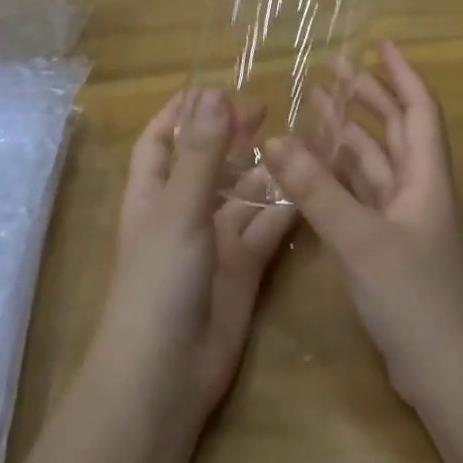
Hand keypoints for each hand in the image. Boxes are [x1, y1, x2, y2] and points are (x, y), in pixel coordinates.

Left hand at [93, 88, 298, 430]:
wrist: (166, 374)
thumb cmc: (158, 283)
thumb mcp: (179, 211)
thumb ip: (201, 155)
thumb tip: (213, 94)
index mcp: (152, 194)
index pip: (159, 141)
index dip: (179, 113)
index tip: (212, 87)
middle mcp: (182, 213)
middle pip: (207, 163)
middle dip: (230, 136)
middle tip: (266, 108)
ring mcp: (214, 242)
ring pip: (243, 195)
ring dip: (264, 170)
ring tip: (297, 139)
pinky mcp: (243, 268)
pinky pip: (267, 230)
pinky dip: (285, 210)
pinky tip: (310, 187)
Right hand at [264, 42, 462, 407]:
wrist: (447, 371)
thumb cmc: (414, 297)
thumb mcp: (360, 240)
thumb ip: (317, 191)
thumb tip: (275, 140)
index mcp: (425, 178)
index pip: (418, 109)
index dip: (400, 73)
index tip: (377, 43)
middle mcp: (419, 191)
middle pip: (395, 130)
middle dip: (368, 96)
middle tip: (333, 69)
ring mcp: (405, 221)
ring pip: (376, 164)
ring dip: (350, 135)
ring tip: (317, 107)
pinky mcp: (390, 247)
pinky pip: (364, 197)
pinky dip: (342, 177)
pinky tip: (316, 168)